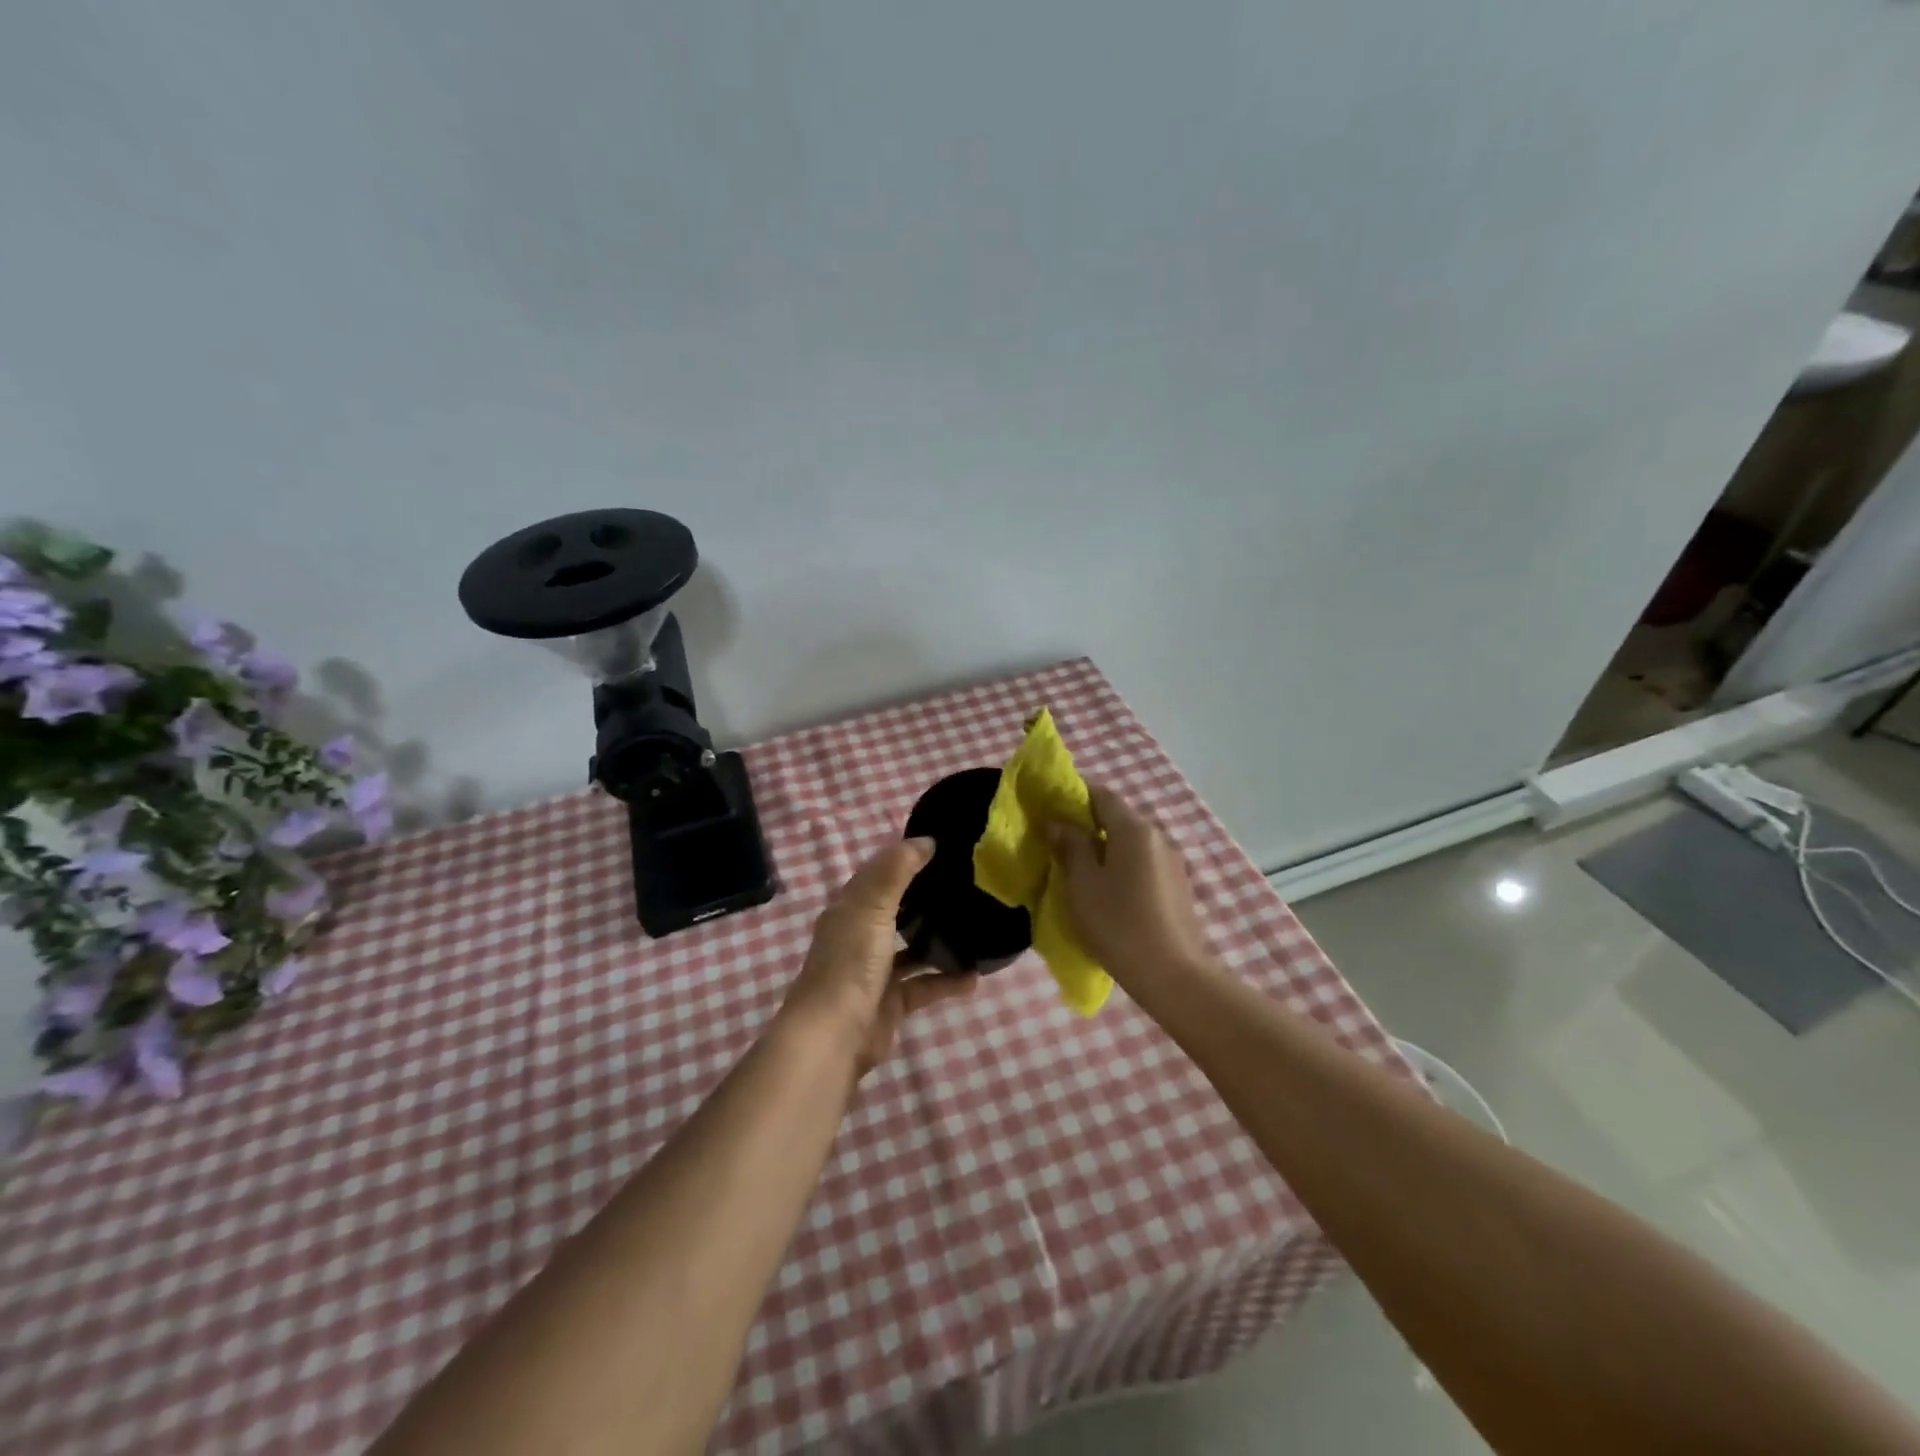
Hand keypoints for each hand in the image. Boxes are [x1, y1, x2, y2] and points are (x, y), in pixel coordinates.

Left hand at [781, 838, 977, 1078]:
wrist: (834, 1036)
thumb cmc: (851, 962)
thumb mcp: (873, 907)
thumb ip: (898, 870)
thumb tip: (926, 840)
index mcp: (850, 908)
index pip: (879, 873)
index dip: (907, 858)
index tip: (945, 847)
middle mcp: (860, 935)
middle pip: (897, 908)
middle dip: (927, 898)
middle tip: (968, 884)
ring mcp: (875, 970)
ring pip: (913, 948)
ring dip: (940, 940)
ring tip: (976, 926)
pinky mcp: (890, 1002)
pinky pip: (924, 984)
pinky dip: (947, 980)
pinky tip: (974, 976)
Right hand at [1045, 784, 1213, 991]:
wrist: (1173, 976)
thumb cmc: (1119, 924)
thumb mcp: (1083, 884)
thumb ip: (1071, 847)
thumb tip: (1059, 823)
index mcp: (1134, 829)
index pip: (1102, 794)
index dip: (1075, 794)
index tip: (1051, 806)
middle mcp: (1158, 836)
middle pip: (1118, 818)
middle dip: (1088, 825)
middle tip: (1059, 842)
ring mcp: (1173, 863)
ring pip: (1131, 844)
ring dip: (1106, 849)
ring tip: (1080, 871)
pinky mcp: (1178, 887)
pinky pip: (1143, 865)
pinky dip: (1122, 867)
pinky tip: (1109, 892)